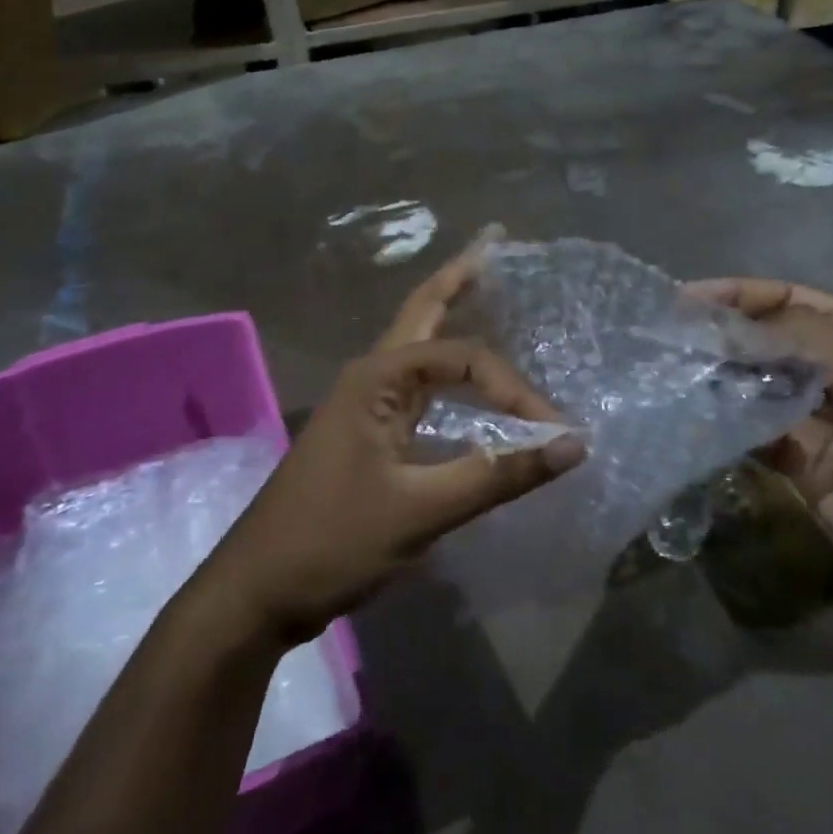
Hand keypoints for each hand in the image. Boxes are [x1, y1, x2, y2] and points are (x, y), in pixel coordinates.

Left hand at [208, 246, 583, 645]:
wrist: (259, 590)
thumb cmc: (334, 541)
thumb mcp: (422, 510)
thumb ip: (498, 474)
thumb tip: (574, 445)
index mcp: (378, 377)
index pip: (464, 357)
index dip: (514, 388)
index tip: (551, 432)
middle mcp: (371, 375)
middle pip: (422, 311)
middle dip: (459, 277)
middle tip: (495, 242)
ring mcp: (366, 402)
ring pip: (417, 344)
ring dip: (449, 313)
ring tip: (481, 284)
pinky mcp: (368, 432)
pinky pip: (417, 384)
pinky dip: (446, 367)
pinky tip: (462, 375)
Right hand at [687, 278, 832, 613]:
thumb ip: (802, 339)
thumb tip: (726, 324)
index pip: (785, 299)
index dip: (736, 295)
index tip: (683, 301)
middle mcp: (828, 369)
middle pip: (761, 341)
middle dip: (717, 337)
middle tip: (664, 341)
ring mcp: (810, 417)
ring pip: (749, 386)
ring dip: (713, 380)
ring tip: (667, 376)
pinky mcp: (795, 462)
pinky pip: (749, 434)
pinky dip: (721, 426)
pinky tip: (692, 421)